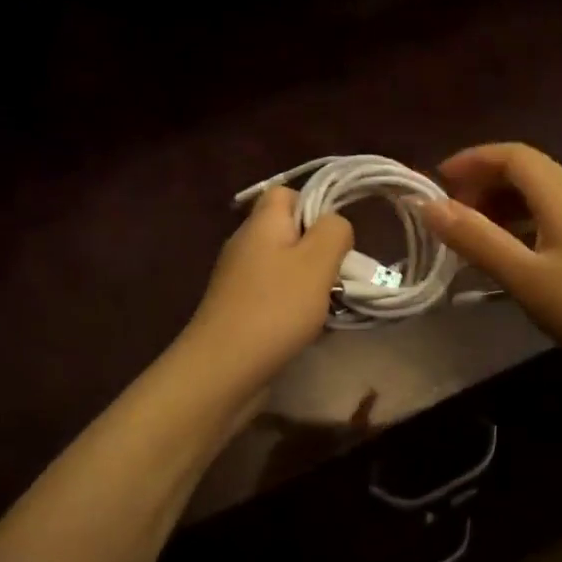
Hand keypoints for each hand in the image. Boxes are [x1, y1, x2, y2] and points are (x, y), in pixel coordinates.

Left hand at [184, 186, 353, 389]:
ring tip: (330, 304)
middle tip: (339, 273)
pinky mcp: (239, 310)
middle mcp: (246, 244)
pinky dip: (295, 307)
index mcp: (262, 223)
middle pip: (289, 231)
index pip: (286, 192)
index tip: (335, 235)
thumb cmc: (275, 308)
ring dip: (311, 283)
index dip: (314, 204)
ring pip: (285, 266)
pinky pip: (275, 295)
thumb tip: (336, 225)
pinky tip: (309, 328)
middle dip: (319, 250)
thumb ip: (334, 232)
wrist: (223, 369)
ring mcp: (239, 279)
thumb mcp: (317, 261)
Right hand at [420, 143, 561, 379]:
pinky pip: (546, 224)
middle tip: (451, 214)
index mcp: (559, 199)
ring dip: (499, 207)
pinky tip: (505, 259)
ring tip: (470, 236)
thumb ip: (477, 240)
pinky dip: (517, 229)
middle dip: (483, 183)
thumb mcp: (525, 277)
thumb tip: (428, 205)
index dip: (474, 159)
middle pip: (525, 174)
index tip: (438, 180)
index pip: (514, 156)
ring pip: (536, 200)